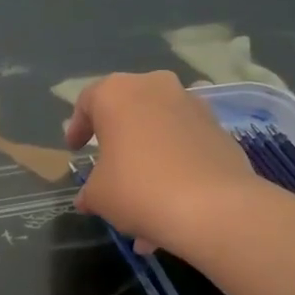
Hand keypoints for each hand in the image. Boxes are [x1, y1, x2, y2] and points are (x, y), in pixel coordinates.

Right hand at [63, 71, 264, 259]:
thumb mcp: (99, 195)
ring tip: (143, 192)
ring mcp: (193, 104)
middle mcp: (155, 87)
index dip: (78, 127)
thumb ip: (90, 190)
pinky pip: (186, 141)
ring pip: (160, 125)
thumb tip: (88, 198)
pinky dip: (176, 161)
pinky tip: (171, 197)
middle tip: (109, 161)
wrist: (213, 207)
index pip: (87, 102)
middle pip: (128, 108)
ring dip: (149, 151)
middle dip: (118, 135)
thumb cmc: (138, 189)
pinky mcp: (219, 128)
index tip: (75, 149)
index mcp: (117, 93)